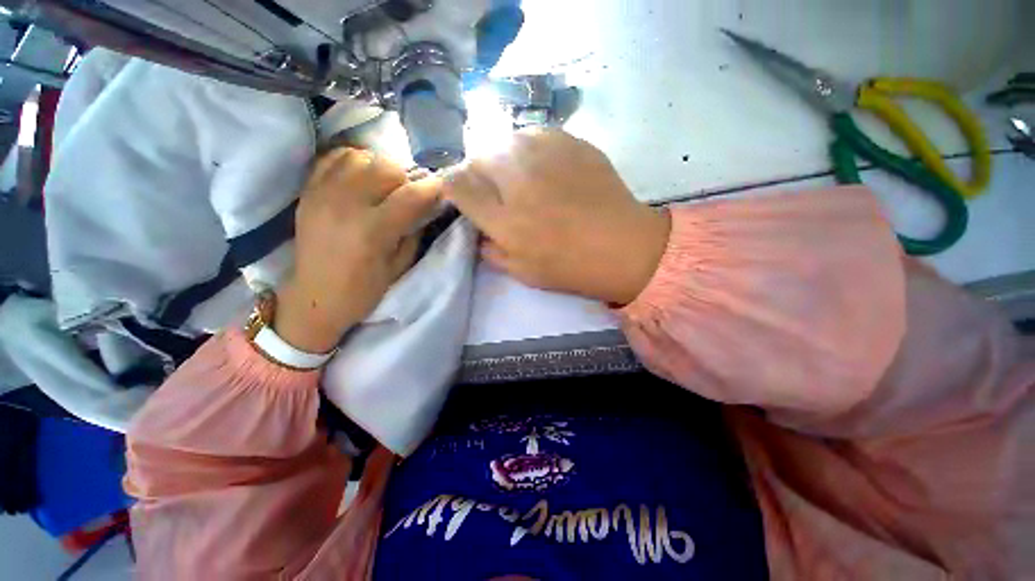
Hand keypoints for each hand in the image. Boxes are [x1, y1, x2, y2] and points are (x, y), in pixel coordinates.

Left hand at [276, 148, 439, 352]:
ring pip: (362, 157)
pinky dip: (355, 161)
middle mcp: (346, 204)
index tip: (442, 188)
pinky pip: (335, 158)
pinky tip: (363, 177)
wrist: (316, 297)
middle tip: (411, 192)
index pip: (411, 195)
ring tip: (386, 185)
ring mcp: (323, 194)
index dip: (432, 187)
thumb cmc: (364, 290)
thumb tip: (426, 205)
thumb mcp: (400, 265)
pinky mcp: (309, 191)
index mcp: (373, 230)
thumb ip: (414, 230)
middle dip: (407, 177)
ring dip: (381, 167)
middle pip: (386, 167)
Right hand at [444, 129, 669, 304]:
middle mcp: (520, 182)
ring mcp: (548, 157)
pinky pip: (535, 135)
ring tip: (520, 175)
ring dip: (503, 157)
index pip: (458, 186)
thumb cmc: (572, 267)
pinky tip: (544, 166)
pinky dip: (530, 148)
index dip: (453, 186)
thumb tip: (478, 231)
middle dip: (478, 171)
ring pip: (505, 140)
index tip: (461, 193)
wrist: (624, 247)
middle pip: (478, 157)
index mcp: (506, 220)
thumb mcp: (523, 273)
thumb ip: (491, 252)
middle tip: (494, 188)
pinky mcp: (572, 143)